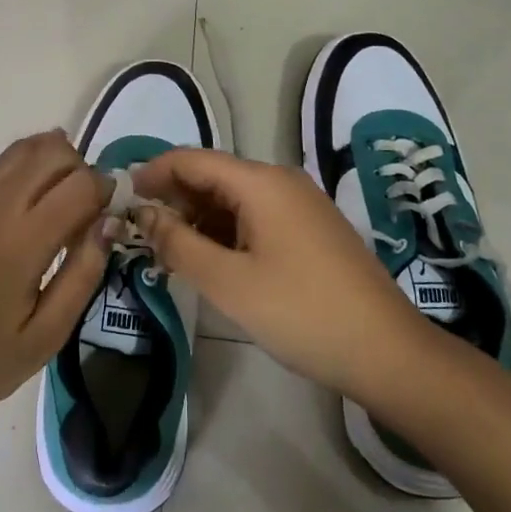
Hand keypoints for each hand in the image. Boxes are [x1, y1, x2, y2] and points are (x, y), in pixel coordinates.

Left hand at [0, 130, 110, 421]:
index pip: (79, 184)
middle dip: (84, 170)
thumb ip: (83, 274)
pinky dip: (31, 163)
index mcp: (21, 242)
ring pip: (27, 147)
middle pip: (54, 153)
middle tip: (90, 211)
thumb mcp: (48, 335)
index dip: (107, 191)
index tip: (113, 216)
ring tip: (65, 201)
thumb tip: (108, 223)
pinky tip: (40, 195)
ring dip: (57, 161)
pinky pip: (4, 162)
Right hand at [130, 149, 428, 401]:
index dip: (153, 173)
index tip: (123, 199)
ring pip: (235, 198)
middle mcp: (282, 181)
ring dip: (199, 218)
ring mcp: (301, 204)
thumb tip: (143, 214)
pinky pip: (257, 216)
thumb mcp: (228, 282)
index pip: (192, 159)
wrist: (387, 352)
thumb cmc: (300, 312)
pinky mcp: (312, 229)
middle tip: (142, 234)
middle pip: (214, 175)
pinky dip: (227, 231)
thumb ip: (178, 243)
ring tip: (171, 252)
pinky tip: (213, 260)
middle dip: (175, 199)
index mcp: (261, 182)